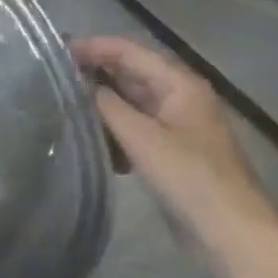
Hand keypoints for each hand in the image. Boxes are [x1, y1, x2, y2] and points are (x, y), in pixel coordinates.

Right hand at [71, 36, 276, 252]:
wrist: (228, 230)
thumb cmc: (189, 177)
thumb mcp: (142, 138)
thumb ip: (107, 107)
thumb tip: (78, 84)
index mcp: (180, 85)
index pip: (130, 52)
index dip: (93, 47)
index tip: (54, 50)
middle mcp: (178, 98)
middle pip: (130, 75)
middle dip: (93, 73)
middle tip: (50, 76)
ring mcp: (174, 126)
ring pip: (129, 104)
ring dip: (98, 104)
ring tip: (59, 104)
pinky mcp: (167, 153)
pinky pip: (132, 131)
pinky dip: (110, 131)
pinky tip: (86, 140)